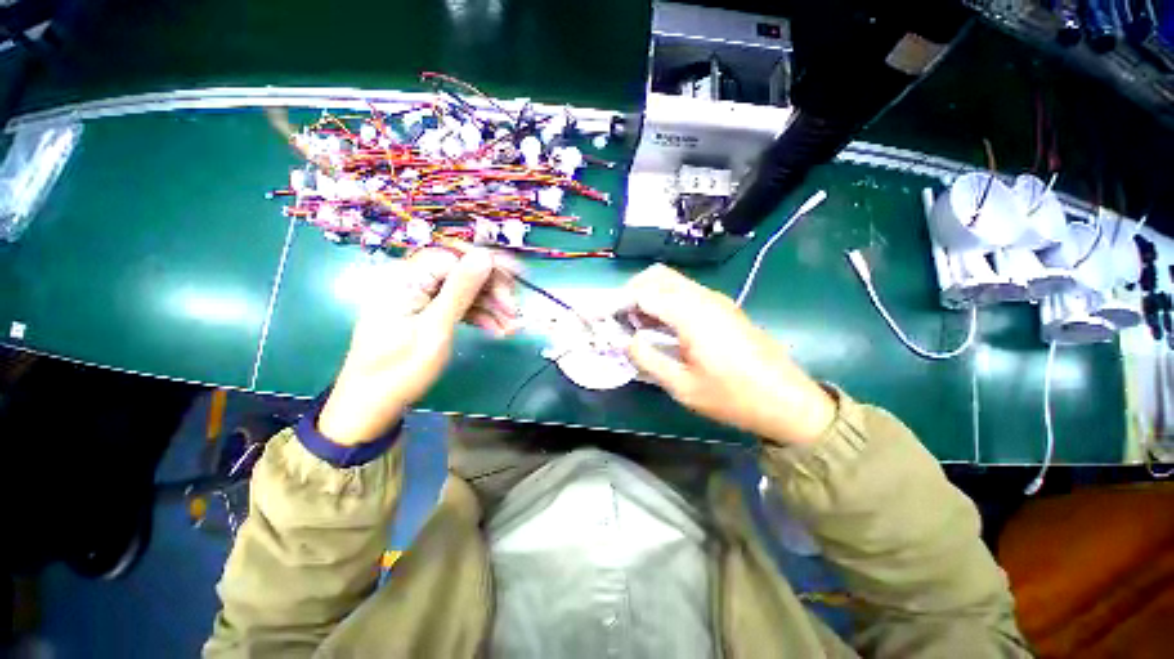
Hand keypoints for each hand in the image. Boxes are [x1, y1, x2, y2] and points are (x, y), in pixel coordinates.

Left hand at [318, 248, 518, 444]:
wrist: (372, 405)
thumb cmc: (400, 369)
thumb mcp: (435, 329)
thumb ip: (460, 290)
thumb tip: (485, 255)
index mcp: (406, 278)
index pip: (456, 256)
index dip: (490, 265)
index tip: (519, 278)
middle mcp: (412, 280)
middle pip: (463, 272)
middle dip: (494, 291)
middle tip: (516, 313)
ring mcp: (420, 296)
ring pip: (465, 291)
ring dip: (492, 307)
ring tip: (513, 328)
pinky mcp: (426, 311)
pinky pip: (459, 305)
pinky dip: (479, 316)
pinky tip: (497, 331)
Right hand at [623, 265, 835, 445]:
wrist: (787, 400)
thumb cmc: (733, 397)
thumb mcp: (683, 386)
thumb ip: (648, 359)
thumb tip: (628, 341)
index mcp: (692, 315)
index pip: (644, 293)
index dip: (619, 302)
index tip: (603, 316)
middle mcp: (704, 298)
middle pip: (658, 276)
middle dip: (632, 291)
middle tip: (620, 317)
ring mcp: (716, 300)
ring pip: (672, 282)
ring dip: (649, 295)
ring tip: (637, 324)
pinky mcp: (723, 307)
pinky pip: (686, 293)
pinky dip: (666, 301)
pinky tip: (662, 326)